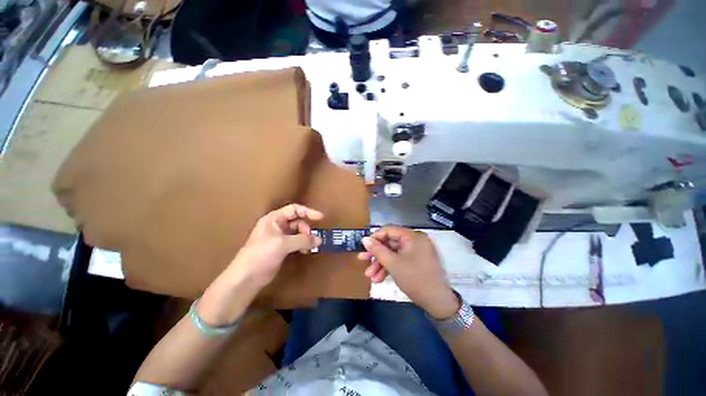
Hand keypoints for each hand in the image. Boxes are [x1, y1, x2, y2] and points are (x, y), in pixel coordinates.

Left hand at [232, 204, 322, 290]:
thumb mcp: (283, 244)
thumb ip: (303, 240)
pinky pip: (296, 242)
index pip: (294, 209)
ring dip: (306, 238)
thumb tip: (319, 239)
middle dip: (306, 229)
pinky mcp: (281, 249)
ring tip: (311, 247)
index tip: (320, 218)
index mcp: (274, 219)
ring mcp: (279, 238)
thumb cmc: (262, 254)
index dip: (308, 212)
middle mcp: (277, 226)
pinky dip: (302, 245)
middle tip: (312, 239)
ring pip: (298, 233)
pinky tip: (305, 251)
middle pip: (297, 221)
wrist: (246, 277)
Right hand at [358, 226, 458, 318]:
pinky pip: (399, 260)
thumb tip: (364, 239)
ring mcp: (416, 251)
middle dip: (376, 255)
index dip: (374, 237)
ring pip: (393, 253)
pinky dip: (390, 268)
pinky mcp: (416, 261)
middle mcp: (414, 240)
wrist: (438, 302)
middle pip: (390, 243)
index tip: (363, 247)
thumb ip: (377, 250)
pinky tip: (379, 279)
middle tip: (362, 260)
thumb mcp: (393, 264)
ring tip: (370, 277)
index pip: (389, 230)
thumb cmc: (415, 279)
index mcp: (412, 236)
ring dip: (381, 264)